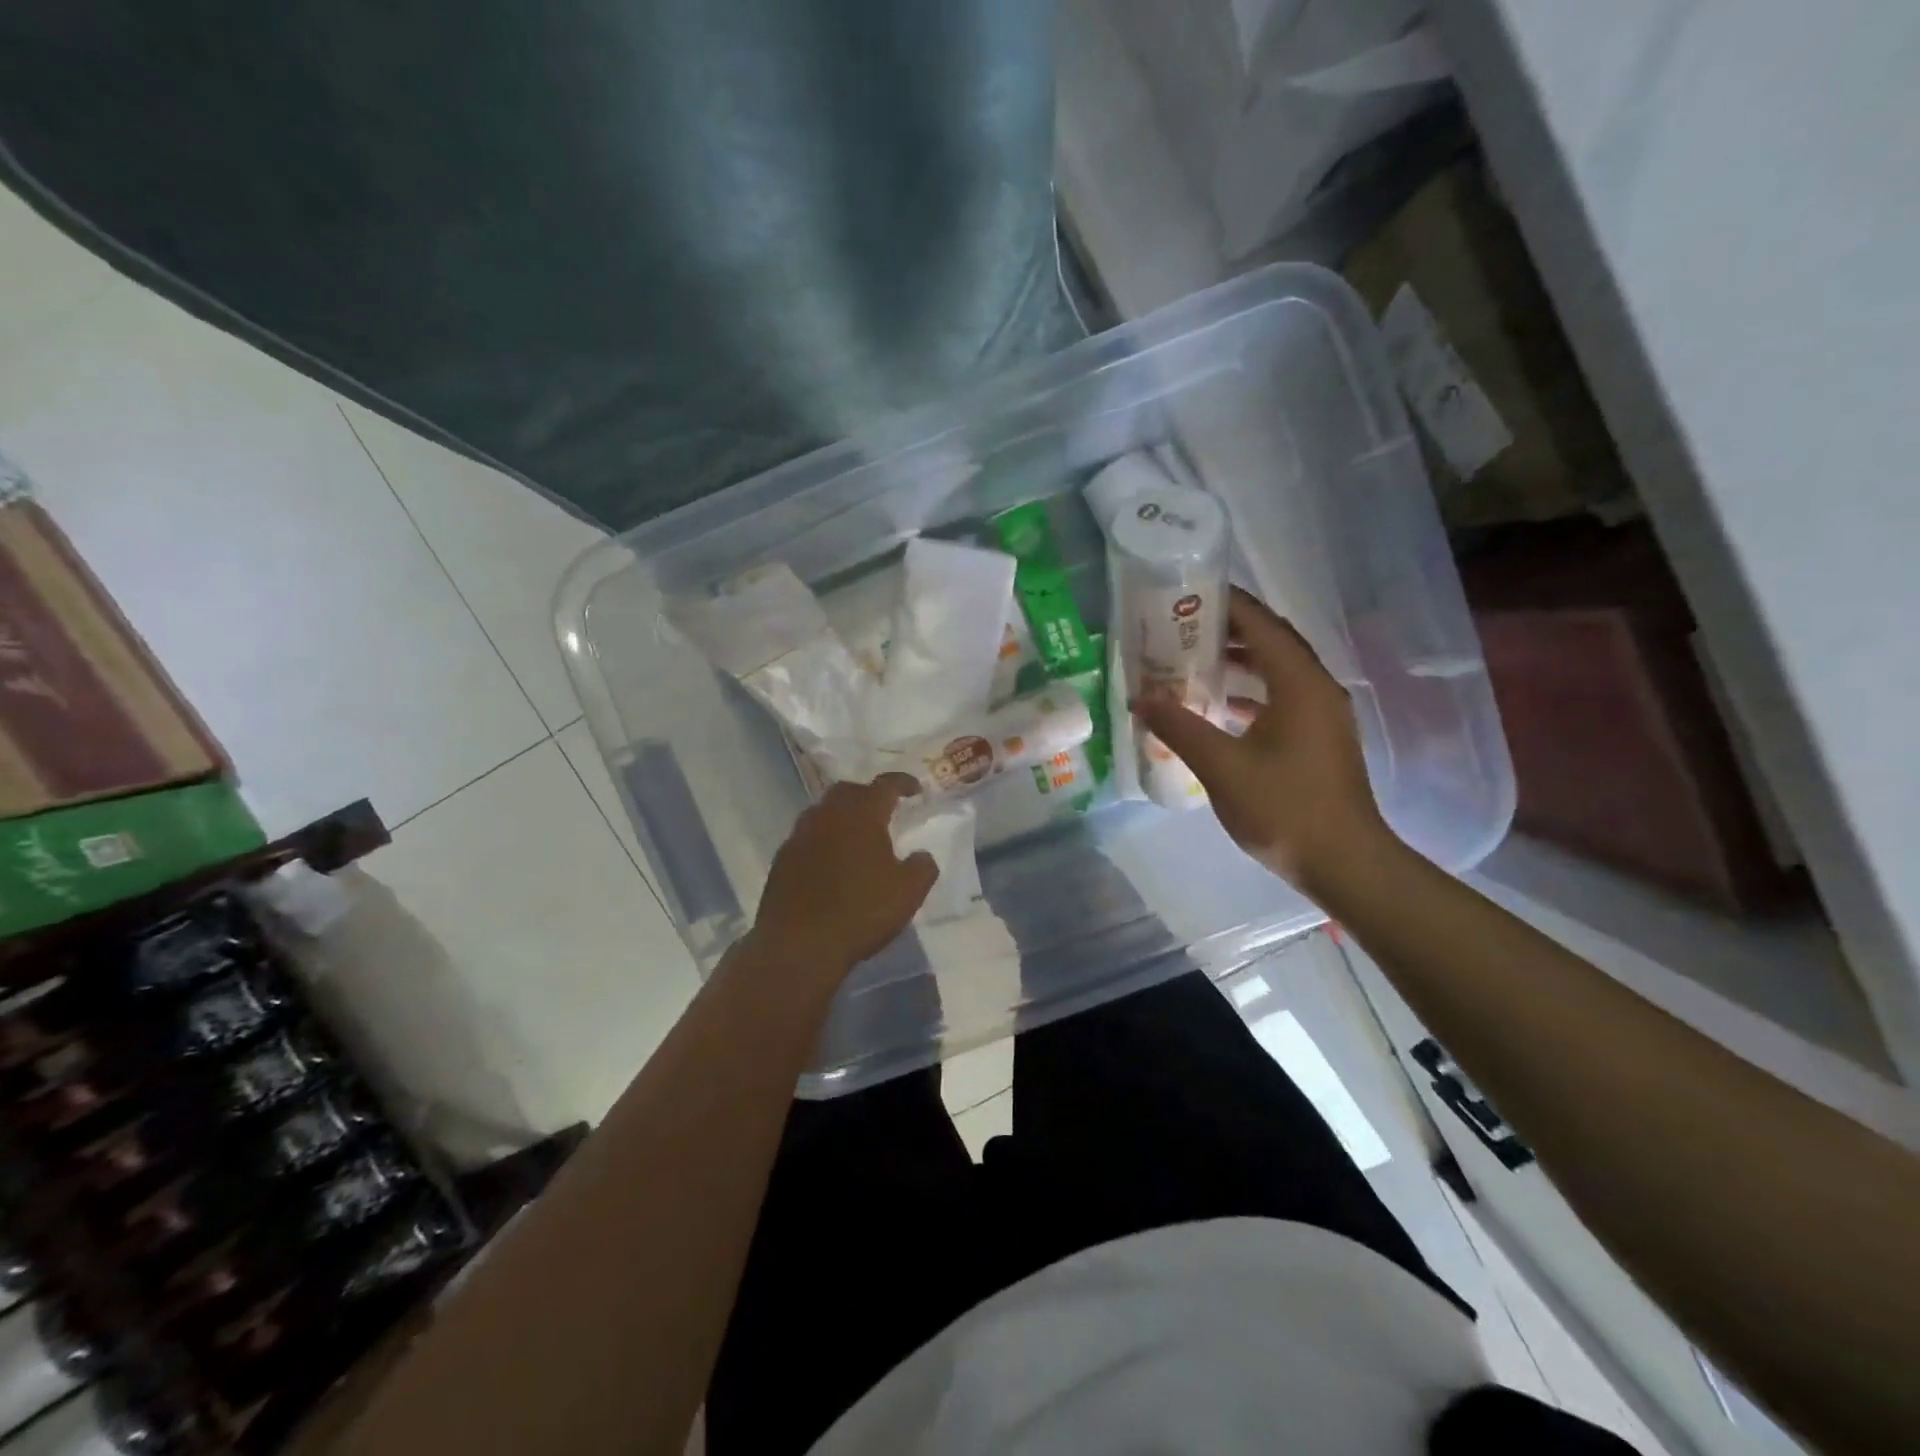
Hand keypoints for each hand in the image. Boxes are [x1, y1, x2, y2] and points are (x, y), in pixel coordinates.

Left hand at [743, 774, 938, 986]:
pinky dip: (823, 840)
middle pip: (848, 791)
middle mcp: (827, 815)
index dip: (902, 783)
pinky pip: (807, 837)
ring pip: (823, 812)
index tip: (915, 789)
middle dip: (867, 795)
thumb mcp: (908, 892)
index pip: (885, 785)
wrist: (799, 945)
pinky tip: (831, 862)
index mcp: (861, 815)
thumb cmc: (861, 912)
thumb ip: (922, 867)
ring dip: (842, 817)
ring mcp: (799, 836)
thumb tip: (922, 855)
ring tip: (857, 835)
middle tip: (883, 810)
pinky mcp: (782, 860)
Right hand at [1134, 588, 1389, 893]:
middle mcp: (1316, 688)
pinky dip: (1249, 692)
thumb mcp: (1221, 766)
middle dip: (1227, 629)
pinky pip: (1280, 697)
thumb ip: (1179, 726)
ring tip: (1191, 660)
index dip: (1225, 603)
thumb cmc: (1284, 808)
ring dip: (1238, 661)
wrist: (1345, 863)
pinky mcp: (1318, 738)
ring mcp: (1322, 714)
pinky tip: (1218, 707)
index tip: (1186, 593)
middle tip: (1179, 626)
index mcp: (1299, 683)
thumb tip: (1142, 697)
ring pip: (1276, 671)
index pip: (1260, 624)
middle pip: (1270, 641)